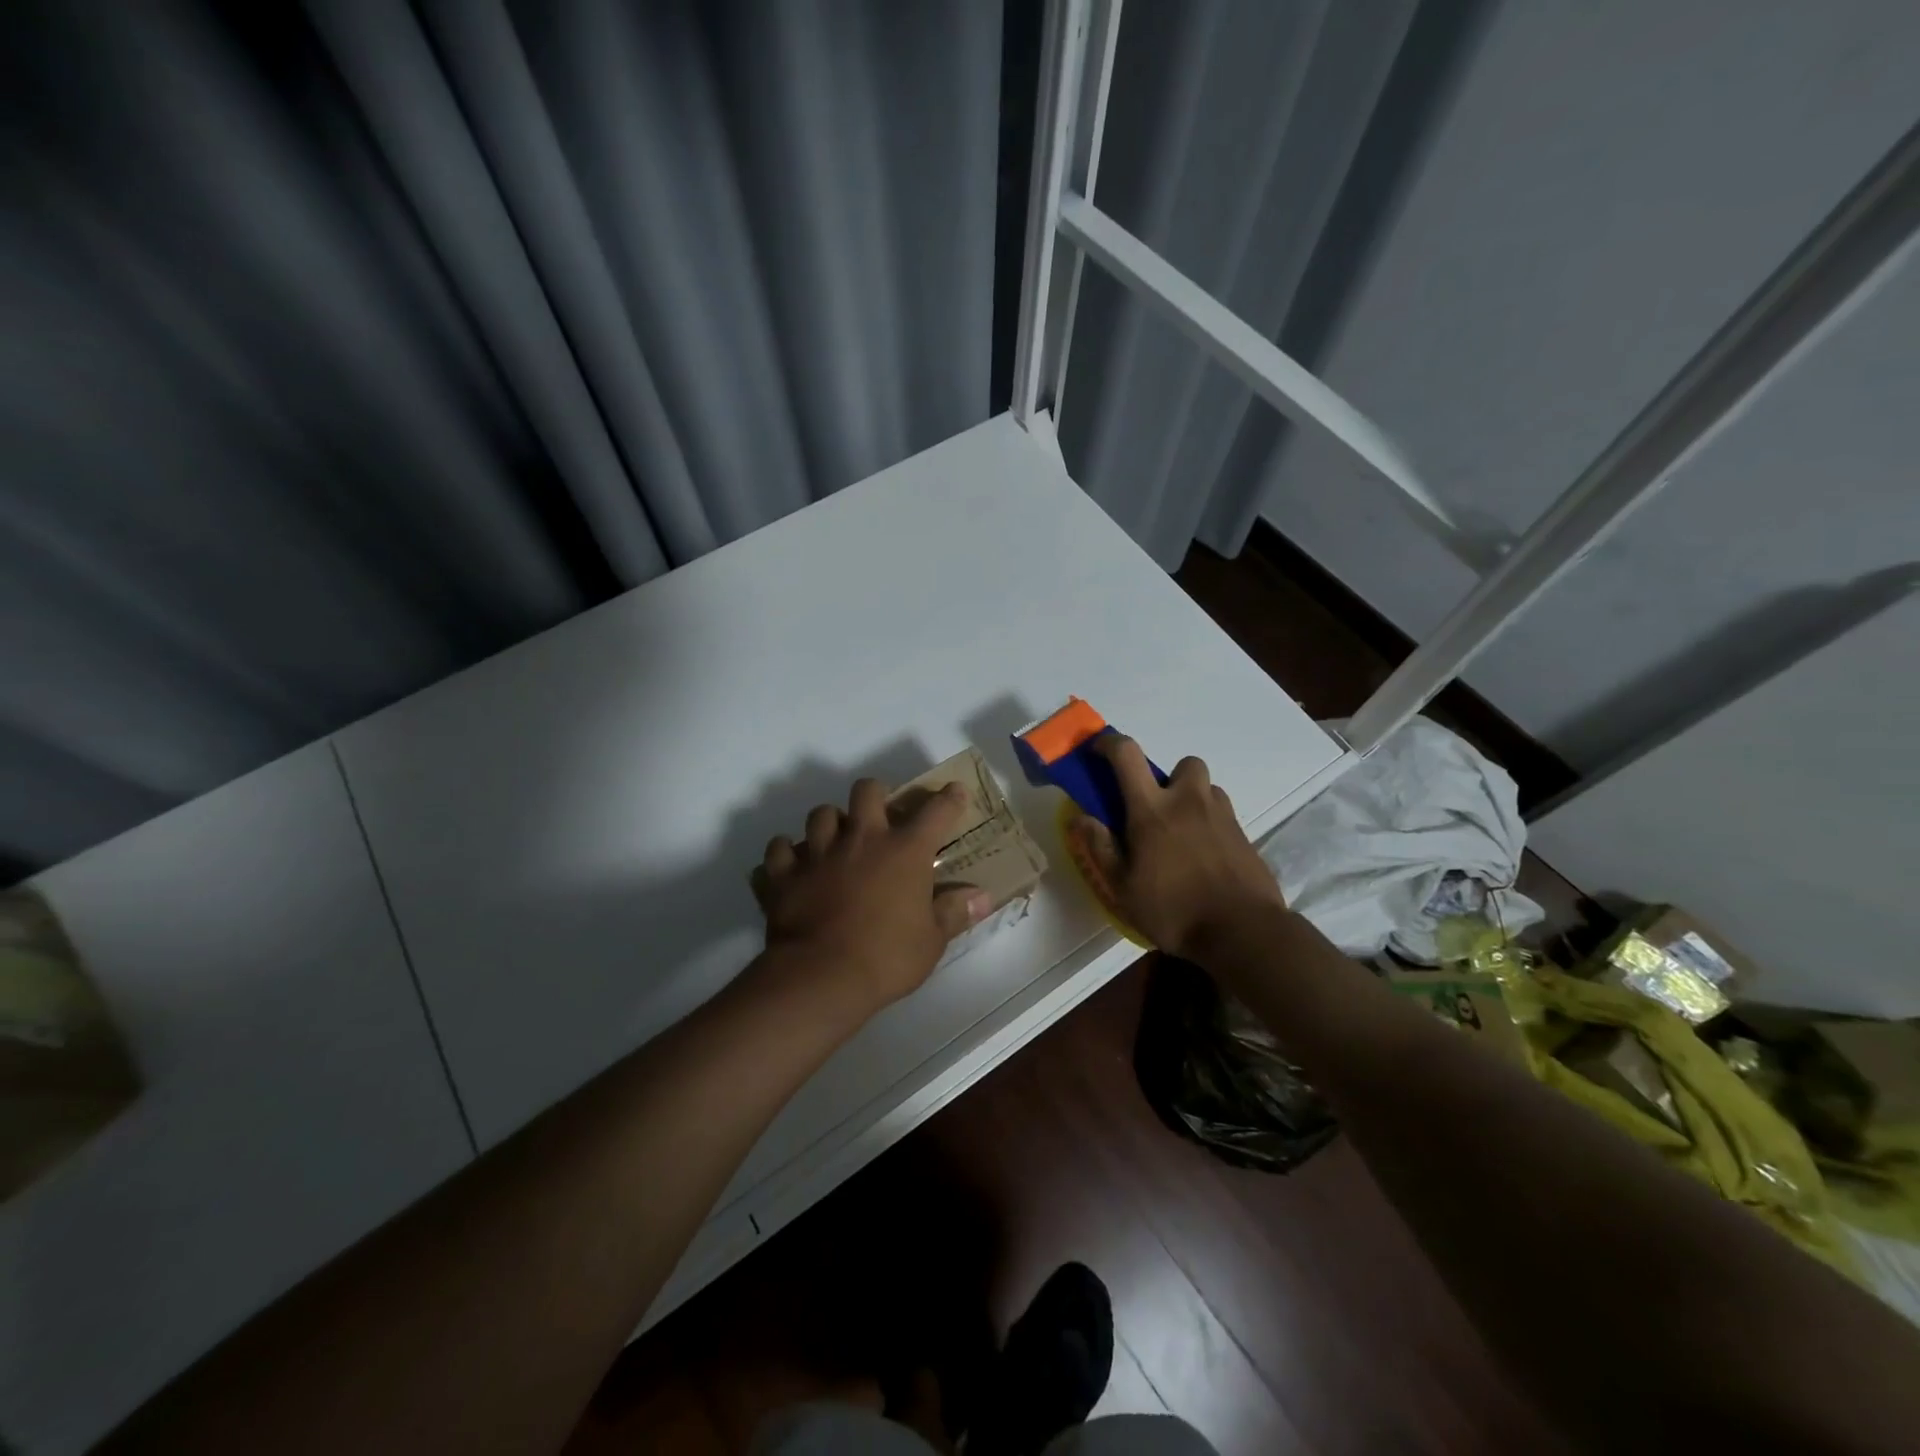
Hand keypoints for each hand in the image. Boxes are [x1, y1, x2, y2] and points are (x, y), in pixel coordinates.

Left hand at [754, 778, 992, 1013]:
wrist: (821, 977)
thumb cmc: (887, 958)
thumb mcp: (931, 941)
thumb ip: (954, 912)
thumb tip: (982, 897)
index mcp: (904, 851)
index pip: (935, 812)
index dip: (949, 799)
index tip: (954, 792)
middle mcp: (861, 840)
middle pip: (866, 791)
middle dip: (875, 795)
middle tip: (879, 816)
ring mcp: (819, 853)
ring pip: (820, 814)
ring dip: (829, 823)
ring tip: (834, 841)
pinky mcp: (784, 874)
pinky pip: (778, 850)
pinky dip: (785, 855)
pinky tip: (792, 866)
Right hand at [1081, 736, 1286, 958]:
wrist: (1242, 932)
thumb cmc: (1173, 910)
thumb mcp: (1123, 887)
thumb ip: (1100, 848)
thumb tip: (1080, 818)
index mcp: (1152, 809)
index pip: (1128, 754)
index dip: (1109, 743)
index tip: (1098, 750)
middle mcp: (1189, 801)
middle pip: (1183, 763)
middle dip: (1168, 776)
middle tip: (1156, 807)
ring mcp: (1222, 816)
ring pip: (1207, 788)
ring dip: (1192, 799)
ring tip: (1181, 833)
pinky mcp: (1244, 835)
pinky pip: (1223, 814)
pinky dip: (1209, 823)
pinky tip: (1203, 855)